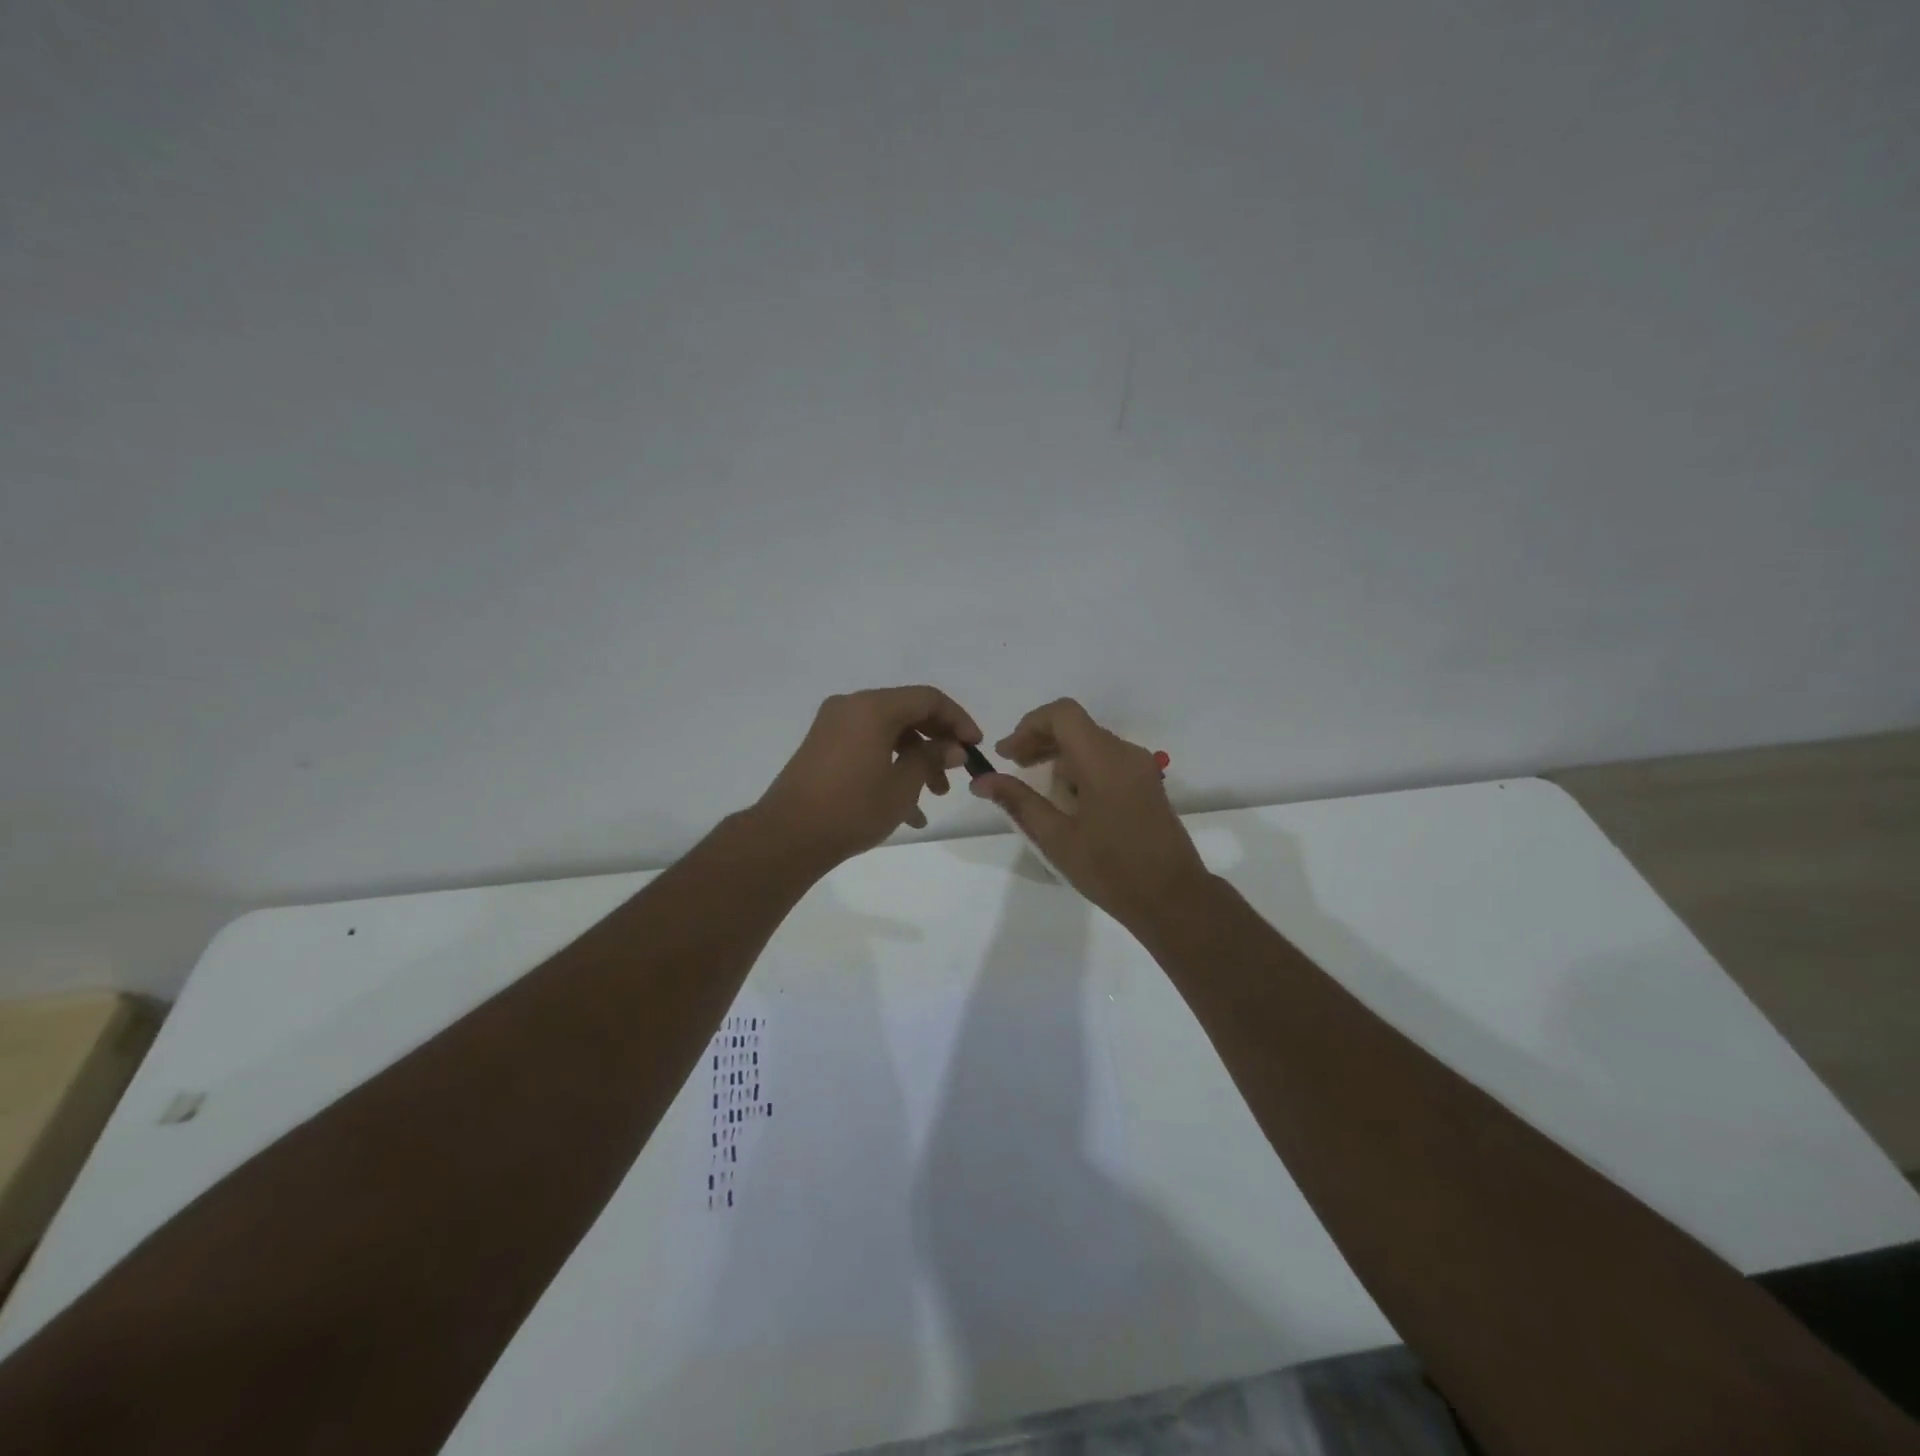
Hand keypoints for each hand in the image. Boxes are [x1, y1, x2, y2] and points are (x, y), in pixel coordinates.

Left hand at [753, 686, 981, 873]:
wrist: (788, 836)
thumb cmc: (852, 807)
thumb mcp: (903, 785)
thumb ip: (931, 758)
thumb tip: (953, 747)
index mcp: (872, 707)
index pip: (928, 699)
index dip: (958, 720)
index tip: (974, 747)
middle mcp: (851, 707)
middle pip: (907, 714)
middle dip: (936, 744)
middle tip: (954, 775)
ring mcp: (833, 727)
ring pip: (888, 734)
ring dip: (915, 761)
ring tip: (933, 798)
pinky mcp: (823, 749)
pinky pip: (867, 748)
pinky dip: (889, 768)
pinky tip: (906, 812)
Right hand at [970, 698, 1209, 925]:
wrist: (1173, 899)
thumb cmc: (1112, 870)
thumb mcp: (1056, 838)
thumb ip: (1019, 802)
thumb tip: (981, 781)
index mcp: (1103, 760)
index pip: (1062, 714)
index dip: (1029, 725)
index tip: (1007, 754)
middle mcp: (1125, 753)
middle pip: (1076, 725)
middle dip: (1039, 739)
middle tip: (1013, 766)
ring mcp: (1140, 767)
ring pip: (1091, 741)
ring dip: (1059, 753)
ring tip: (1036, 785)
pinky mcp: (1146, 783)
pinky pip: (1107, 759)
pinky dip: (1080, 766)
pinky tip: (1067, 798)